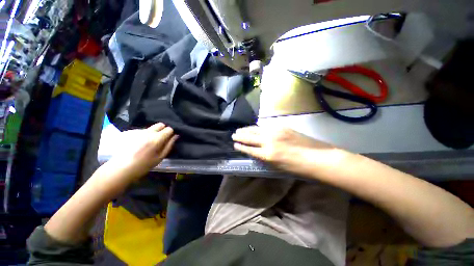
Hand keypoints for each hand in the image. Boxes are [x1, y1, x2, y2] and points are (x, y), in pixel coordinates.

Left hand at [104, 123, 177, 181]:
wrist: (121, 168)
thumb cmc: (143, 165)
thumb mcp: (160, 157)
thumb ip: (169, 145)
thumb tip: (175, 136)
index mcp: (156, 138)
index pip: (169, 129)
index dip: (171, 133)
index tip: (169, 139)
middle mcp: (148, 132)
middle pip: (160, 124)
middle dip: (163, 129)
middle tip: (161, 139)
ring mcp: (138, 131)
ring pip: (151, 128)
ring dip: (154, 132)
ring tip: (149, 143)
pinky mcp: (130, 132)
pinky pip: (142, 131)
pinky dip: (145, 135)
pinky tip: (140, 144)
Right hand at [232, 126, 346, 176]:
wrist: (318, 158)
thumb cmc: (298, 167)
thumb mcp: (278, 167)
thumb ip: (265, 158)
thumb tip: (256, 151)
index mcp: (268, 154)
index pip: (249, 149)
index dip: (241, 146)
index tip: (235, 144)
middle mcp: (269, 141)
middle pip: (250, 137)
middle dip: (240, 136)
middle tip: (234, 134)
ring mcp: (275, 132)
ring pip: (256, 130)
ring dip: (247, 130)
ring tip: (240, 129)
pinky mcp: (282, 127)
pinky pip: (265, 127)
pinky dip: (257, 128)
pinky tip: (253, 127)